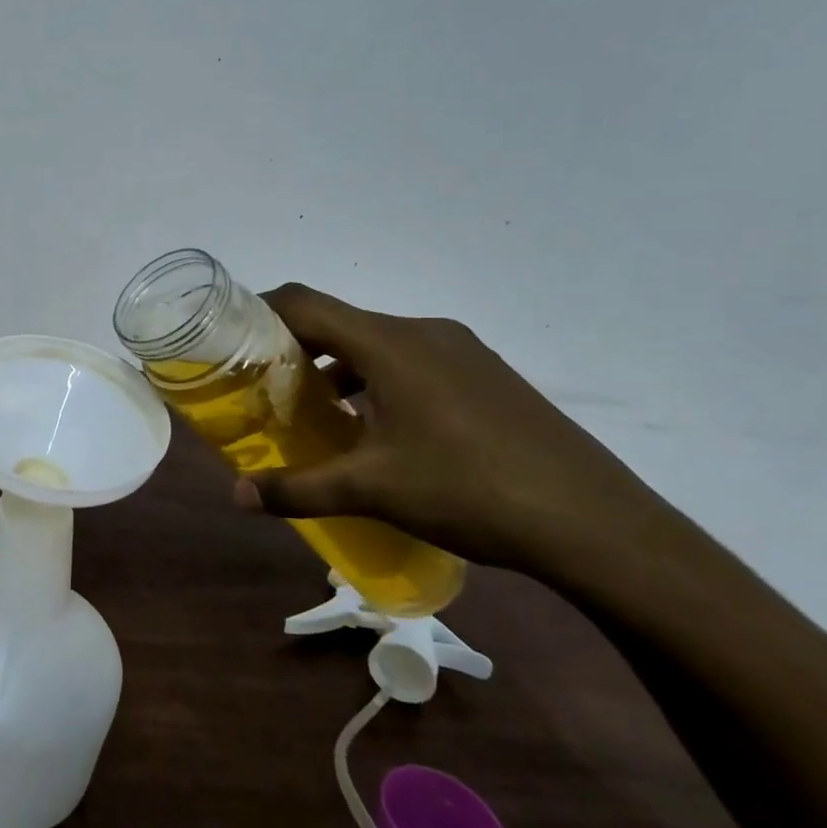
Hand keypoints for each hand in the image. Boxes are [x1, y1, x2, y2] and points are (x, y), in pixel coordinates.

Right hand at [243, 284, 678, 576]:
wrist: (597, 523)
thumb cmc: (470, 490)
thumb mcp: (373, 490)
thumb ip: (297, 488)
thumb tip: (237, 497)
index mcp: (390, 343)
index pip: (305, 304)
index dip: (260, 312)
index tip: (230, 340)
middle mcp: (423, 332)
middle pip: (339, 321)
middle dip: (294, 348)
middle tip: (263, 386)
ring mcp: (461, 351)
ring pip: (376, 343)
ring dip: (337, 367)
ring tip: (314, 411)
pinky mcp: (485, 376)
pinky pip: (411, 361)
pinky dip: (376, 380)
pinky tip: (376, 429)